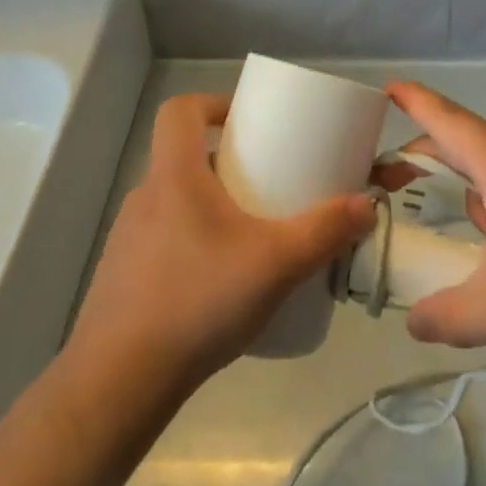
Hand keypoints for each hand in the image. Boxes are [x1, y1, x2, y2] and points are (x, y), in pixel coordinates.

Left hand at [67, 94, 376, 402]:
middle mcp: (146, 197)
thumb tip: (367, 204)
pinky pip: (166, 236)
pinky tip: (222, 277)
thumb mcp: (276, 264)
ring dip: (213, 201)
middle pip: (184, 154)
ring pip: (176, 198)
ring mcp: (129, 237)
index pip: (179, 110)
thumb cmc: (197, 301)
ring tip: (252, 230)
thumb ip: (325, 231)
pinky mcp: (125, 274)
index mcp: (174, 176)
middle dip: (228, 159)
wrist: (119, 381)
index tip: (248, 121)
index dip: (213, 103)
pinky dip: (196, 239)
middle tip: (268, 180)